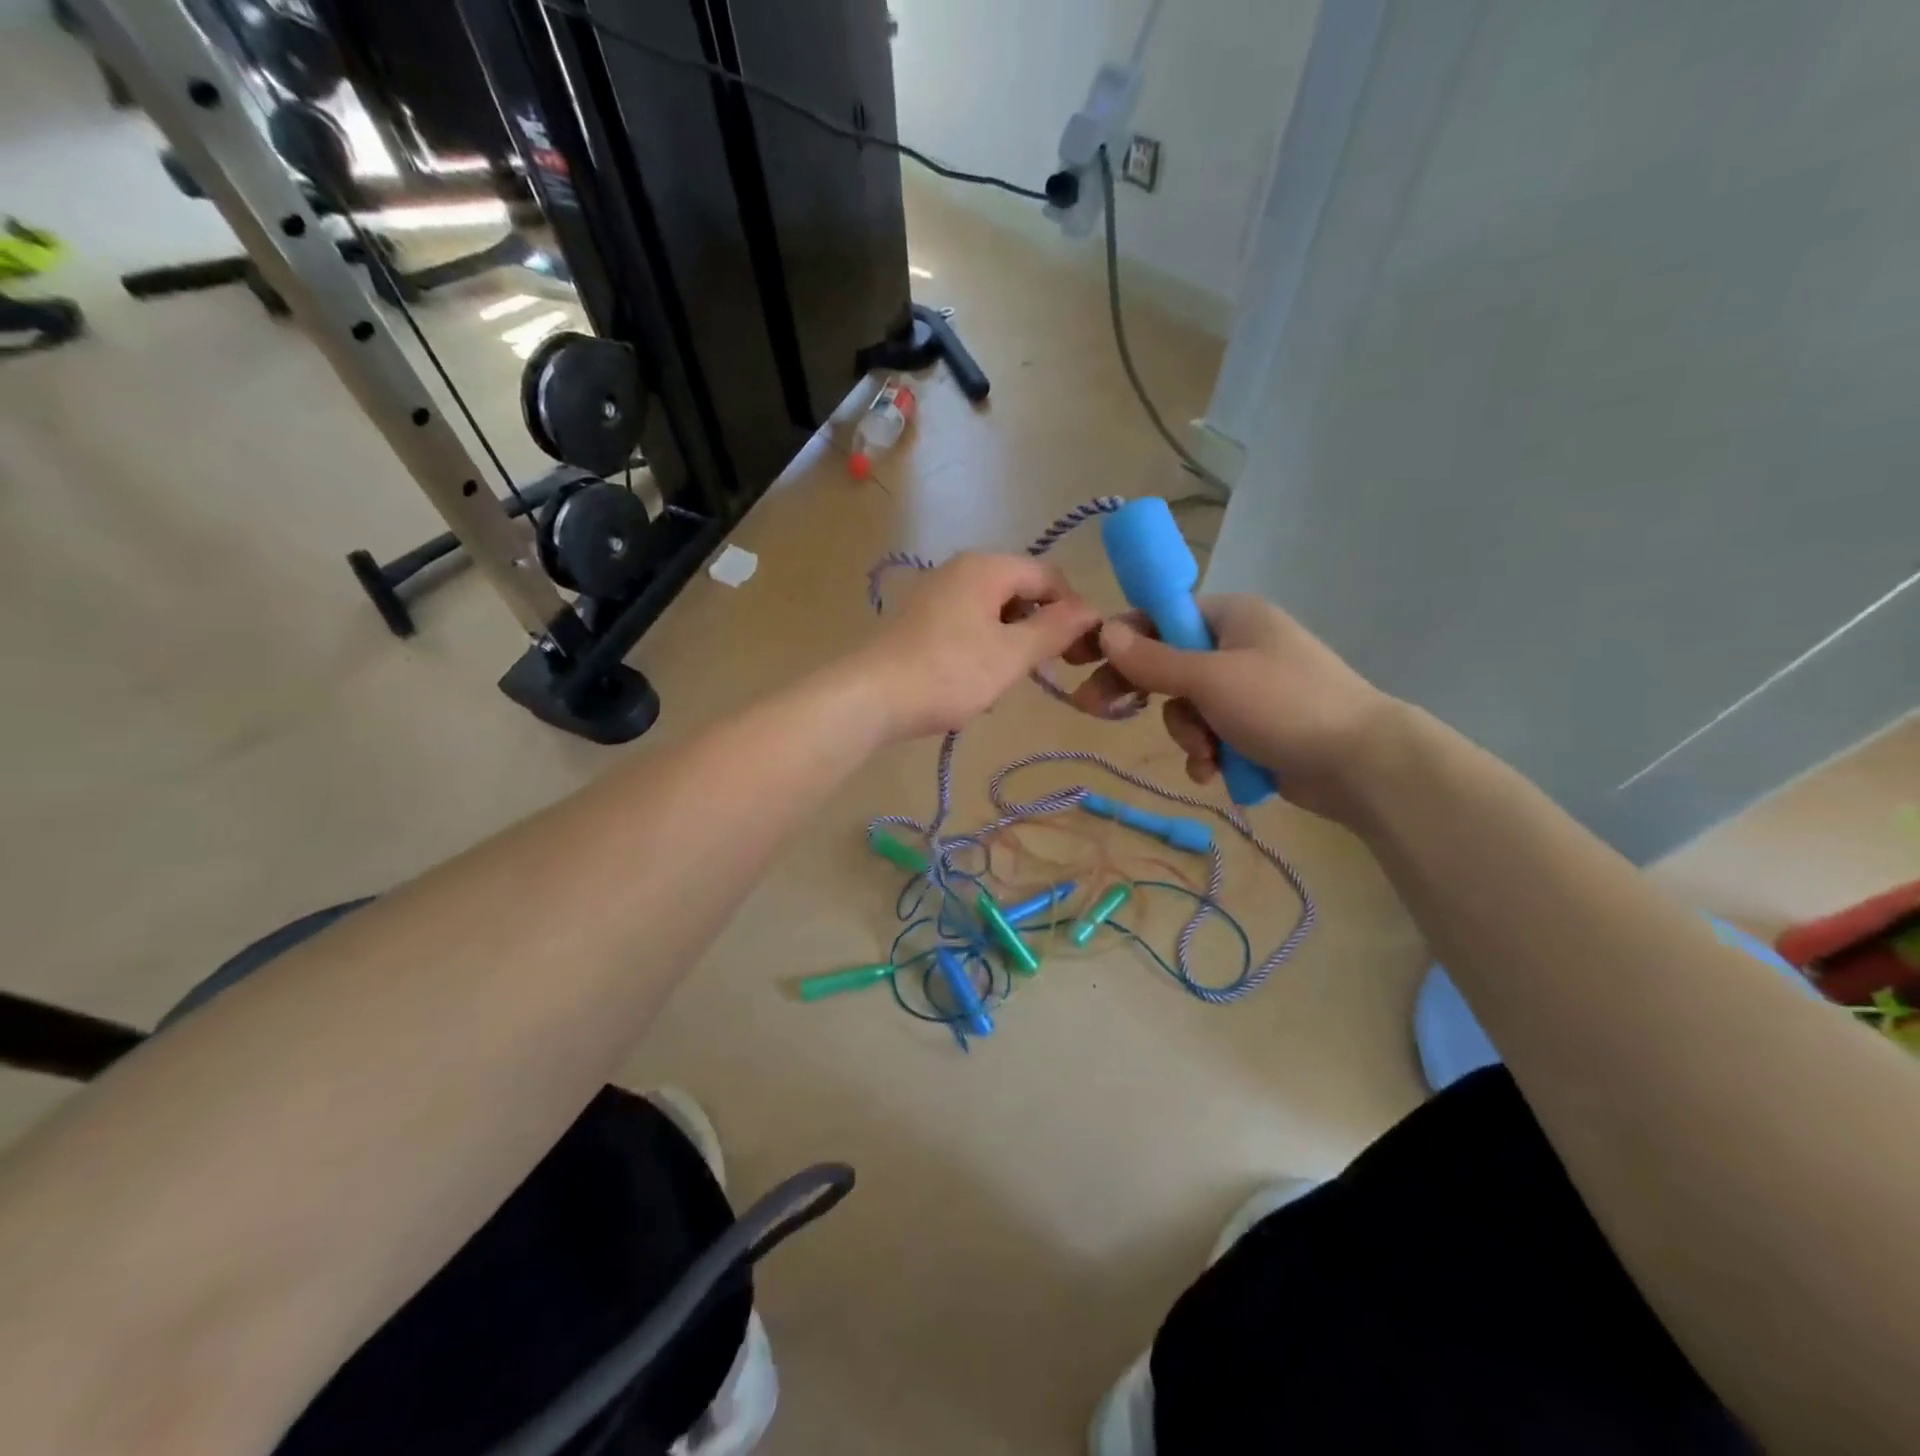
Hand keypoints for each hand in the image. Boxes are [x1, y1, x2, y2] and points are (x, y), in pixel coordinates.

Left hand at [856, 553, 1101, 739]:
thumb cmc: (949, 673)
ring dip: (1010, 645)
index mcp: (986, 567)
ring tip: (1005, 683)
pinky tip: (976, 684)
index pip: (1049, 576)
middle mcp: (961, 569)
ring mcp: (937, 594)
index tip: (1079, 653)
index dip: (1072, 611)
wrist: (871, 698)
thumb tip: (1092, 611)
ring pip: (994, 613)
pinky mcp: (921, 620)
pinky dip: (983, 649)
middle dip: (1039, 629)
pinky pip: (968, 626)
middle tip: (1045, 670)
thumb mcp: (1011, 655)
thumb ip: (1055, 630)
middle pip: (1020, 591)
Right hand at [1066, 595, 1396, 820]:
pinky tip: (1215, 771)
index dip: (1120, 637)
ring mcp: (1247, 689)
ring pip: (1186, 707)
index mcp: (1231, 617)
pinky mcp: (1254, 727)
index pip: (1160, 616)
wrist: (1361, 764)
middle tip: (1094, 709)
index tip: (1083, 660)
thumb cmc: (1284, 705)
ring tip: (1207, 753)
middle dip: (1144, 693)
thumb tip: (1104, 632)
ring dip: (1187, 733)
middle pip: (1166, 663)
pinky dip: (1207, 753)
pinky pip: (1210, 734)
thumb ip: (1153, 659)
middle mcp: (1237, 646)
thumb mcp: (1210, 679)